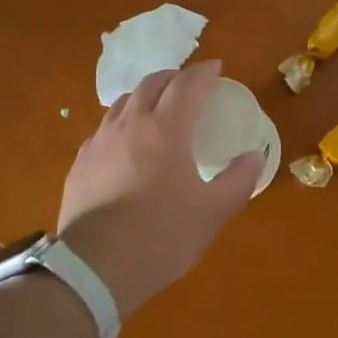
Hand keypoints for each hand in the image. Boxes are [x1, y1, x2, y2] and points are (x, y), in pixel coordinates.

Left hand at [57, 61, 263, 317]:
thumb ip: (238, 180)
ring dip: (146, 96)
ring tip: (158, 108)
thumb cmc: (162, 237)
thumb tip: (255, 155)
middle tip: (189, 85)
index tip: (216, 69)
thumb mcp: (212, 213)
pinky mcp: (81, 161)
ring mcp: (100, 141)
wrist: (95, 268)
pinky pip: (105, 127)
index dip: (204, 72)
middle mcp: (130, 124)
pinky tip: (128, 143)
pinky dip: (124, 121)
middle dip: (174, 77)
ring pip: (124, 102)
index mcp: (166, 129)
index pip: (187, 84)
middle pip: (152, 83)